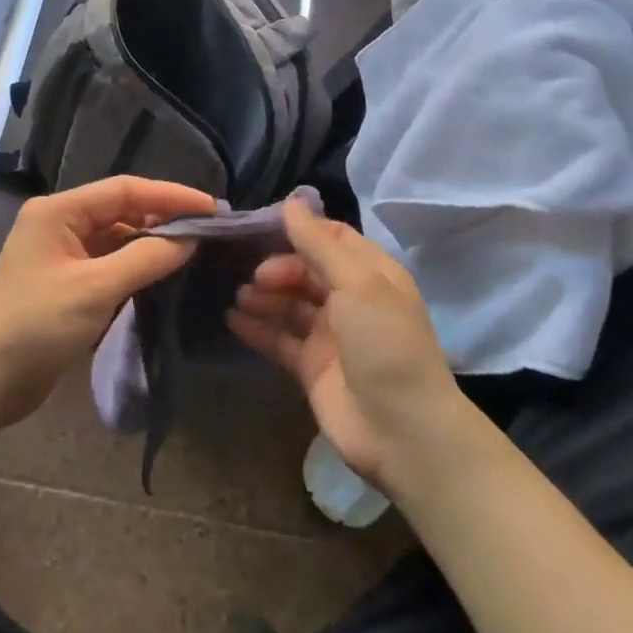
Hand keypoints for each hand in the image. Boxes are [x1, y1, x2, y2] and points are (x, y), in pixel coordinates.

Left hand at [0, 176, 213, 428]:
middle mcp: (59, 223)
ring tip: (194, 248)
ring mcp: (61, 253)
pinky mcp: (66, 281)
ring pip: (117, 236)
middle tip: (209, 228)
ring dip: (151, 241)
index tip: (212, 208)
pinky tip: (162, 271)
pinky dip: (136, 263)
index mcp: (58, 211)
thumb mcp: (96, 289)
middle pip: (121, 209)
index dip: (171, 195)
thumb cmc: (36, 326)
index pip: (124, 190)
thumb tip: (190, 238)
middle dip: (164, 216)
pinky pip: (109, 261)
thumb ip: (146, 258)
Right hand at [227, 200, 464, 491]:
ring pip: (289, 303)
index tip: (260, 226)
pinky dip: (256, 328)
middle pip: (306, 269)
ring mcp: (330, 335)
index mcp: (371, 273)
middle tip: (255, 277)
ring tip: (239, 296)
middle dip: (278, 267)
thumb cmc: (384, 343)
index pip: (331, 237)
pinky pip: (279, 339)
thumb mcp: (357, 283)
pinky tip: (230, 318)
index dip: (299, 230)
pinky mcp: (311, 367)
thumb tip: (291, 201)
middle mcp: (351, 299)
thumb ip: (319, 243)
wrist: (402, 431)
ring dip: (264, 295)